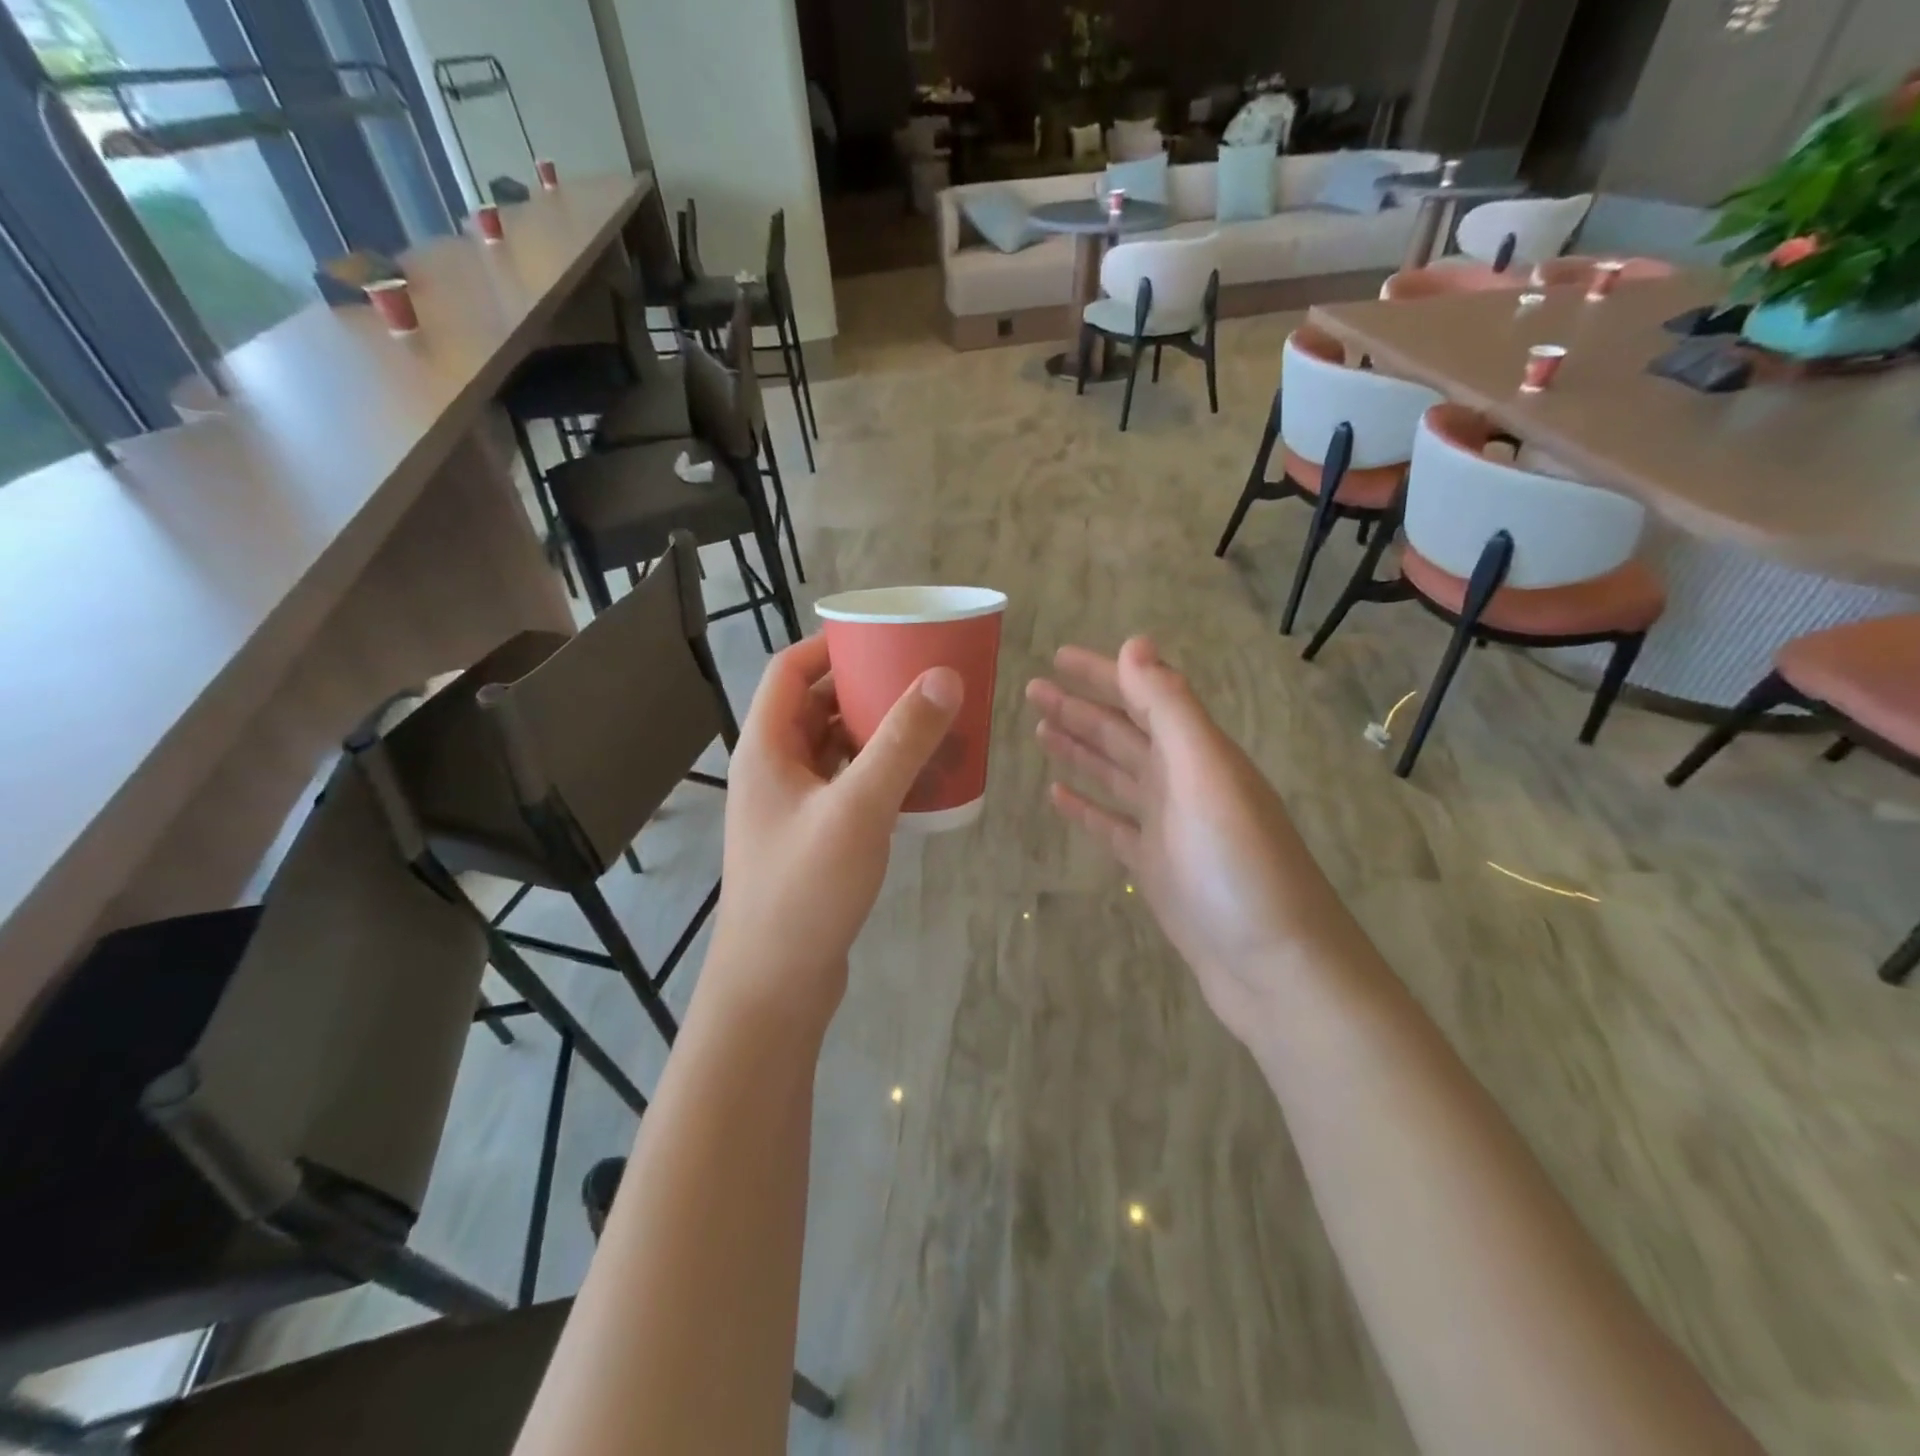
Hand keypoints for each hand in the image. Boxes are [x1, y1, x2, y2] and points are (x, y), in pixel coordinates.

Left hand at [703, 635, 961, 1033]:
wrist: (776, 984)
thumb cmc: (806, 888)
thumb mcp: (859, 808)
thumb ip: (902, 742)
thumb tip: (944, 677)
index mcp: (766, 748)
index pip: (789, 671)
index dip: (830, 647)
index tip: (883, 639)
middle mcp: (773, 769)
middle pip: (815, 707)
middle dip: (865, 689)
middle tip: (920, 680)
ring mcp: (791, 807)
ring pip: (834, 749)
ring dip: (875, 733)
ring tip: (927, 725)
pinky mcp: (811, 838)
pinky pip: (846, 786)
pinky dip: (877, 773)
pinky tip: (916, 782)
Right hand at [1026, 637, 1334, 1048]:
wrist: (1275, 966)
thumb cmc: (1240, 865)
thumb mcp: (1206, 774)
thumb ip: (1170, 709)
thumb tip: (1135, 643)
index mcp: (1198, 752)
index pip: (1142, 696)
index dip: (1102, 673)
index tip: (1057, 655)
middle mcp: (1183, 781)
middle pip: (1123, 732)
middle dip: (1079, 708)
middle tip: (1032, 689)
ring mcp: (1168, 826)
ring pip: (1114, 773)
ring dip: (1079, 749)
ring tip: (1039, 730)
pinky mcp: (1154, 867)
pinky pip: (1111, 825)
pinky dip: (1085, 806)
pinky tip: (1056, 795)